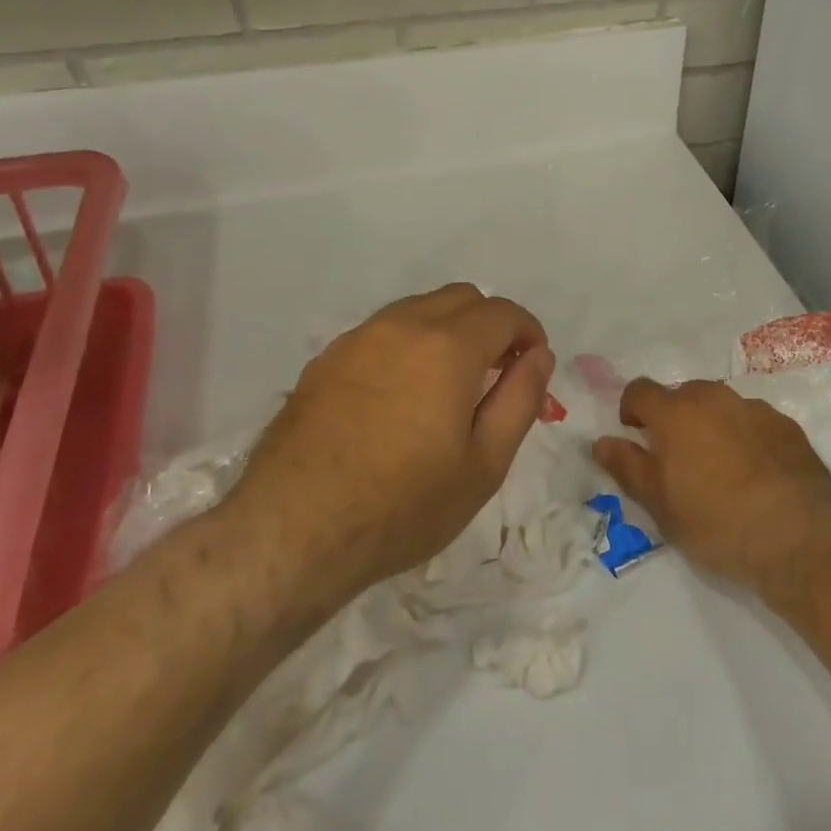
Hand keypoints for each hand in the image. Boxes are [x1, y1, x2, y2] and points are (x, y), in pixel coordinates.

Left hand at [223, 284, 554, 619]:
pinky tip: (400, 396)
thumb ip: (521, 399)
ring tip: (448, 385)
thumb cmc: (402, 505)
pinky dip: (408, 345)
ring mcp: (358, 339)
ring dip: (448, 331)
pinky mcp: (325, 360)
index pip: (503, 312)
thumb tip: (539, 356)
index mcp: (448, 345)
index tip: (532, 365)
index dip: (528, 333)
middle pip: (462, 298)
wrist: (292, 532)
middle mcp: (402, 325)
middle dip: (490, 325)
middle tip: (495, 374)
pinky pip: (382, 332)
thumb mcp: (485, 463)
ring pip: (419, 310)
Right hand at [594, 379, 830, 590]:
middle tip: (677, 459)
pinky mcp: (787, 425)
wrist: (797, 535)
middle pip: (683, 394)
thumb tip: (601, 442)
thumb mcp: (659, 504)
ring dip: (711, 425)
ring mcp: (754, 408)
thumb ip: (627, 467)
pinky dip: (745, 436)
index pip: (640, 390)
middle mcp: (714, 397)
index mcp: (676, 412)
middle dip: (673, 418)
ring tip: (719, 468)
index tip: (635, 436)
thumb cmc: (716, 522)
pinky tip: (755, 473)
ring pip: (721, 406)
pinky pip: (753, 421)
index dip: (631, 409)